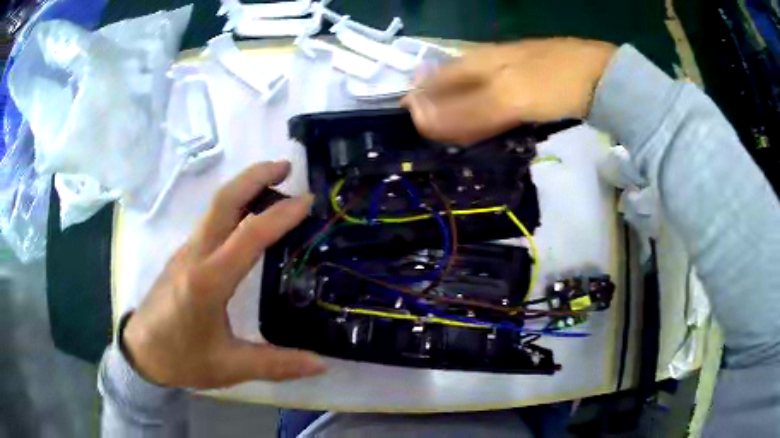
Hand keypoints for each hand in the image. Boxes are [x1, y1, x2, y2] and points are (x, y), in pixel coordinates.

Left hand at [122, 161, 325, 388]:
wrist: (141, 353)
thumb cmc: (182, 358)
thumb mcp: (230, 366)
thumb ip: (278, 364)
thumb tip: (322, 364)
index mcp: (207, 281)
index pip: (248, 235)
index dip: (281, 215)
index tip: (308, 200)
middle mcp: (195, 255)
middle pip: (224, 200)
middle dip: (256, 175)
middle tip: (287, 167)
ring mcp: (186, 251)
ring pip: (216, 206)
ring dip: (245, 187)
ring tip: (275, 185)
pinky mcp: (183, 255)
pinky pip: (210, 221)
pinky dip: (234, 207)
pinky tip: (249, 220)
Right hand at [402, 38, 616, 144]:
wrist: (599, 77)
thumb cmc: (552, 82)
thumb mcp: (507, 97)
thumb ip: (464, 110)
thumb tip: (417, 119)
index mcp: (474, 61)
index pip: (432, 83)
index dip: (419, 107)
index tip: (415, 137)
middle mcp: (483, 62)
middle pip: (449, 88)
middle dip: (438, 114)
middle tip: (435, 146)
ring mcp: (504, 72)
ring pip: (470, 95)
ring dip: (460, 118)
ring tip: (456, 144)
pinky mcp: (522, 84)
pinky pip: (493, 101)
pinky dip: (485, 117)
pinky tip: (488, 130)